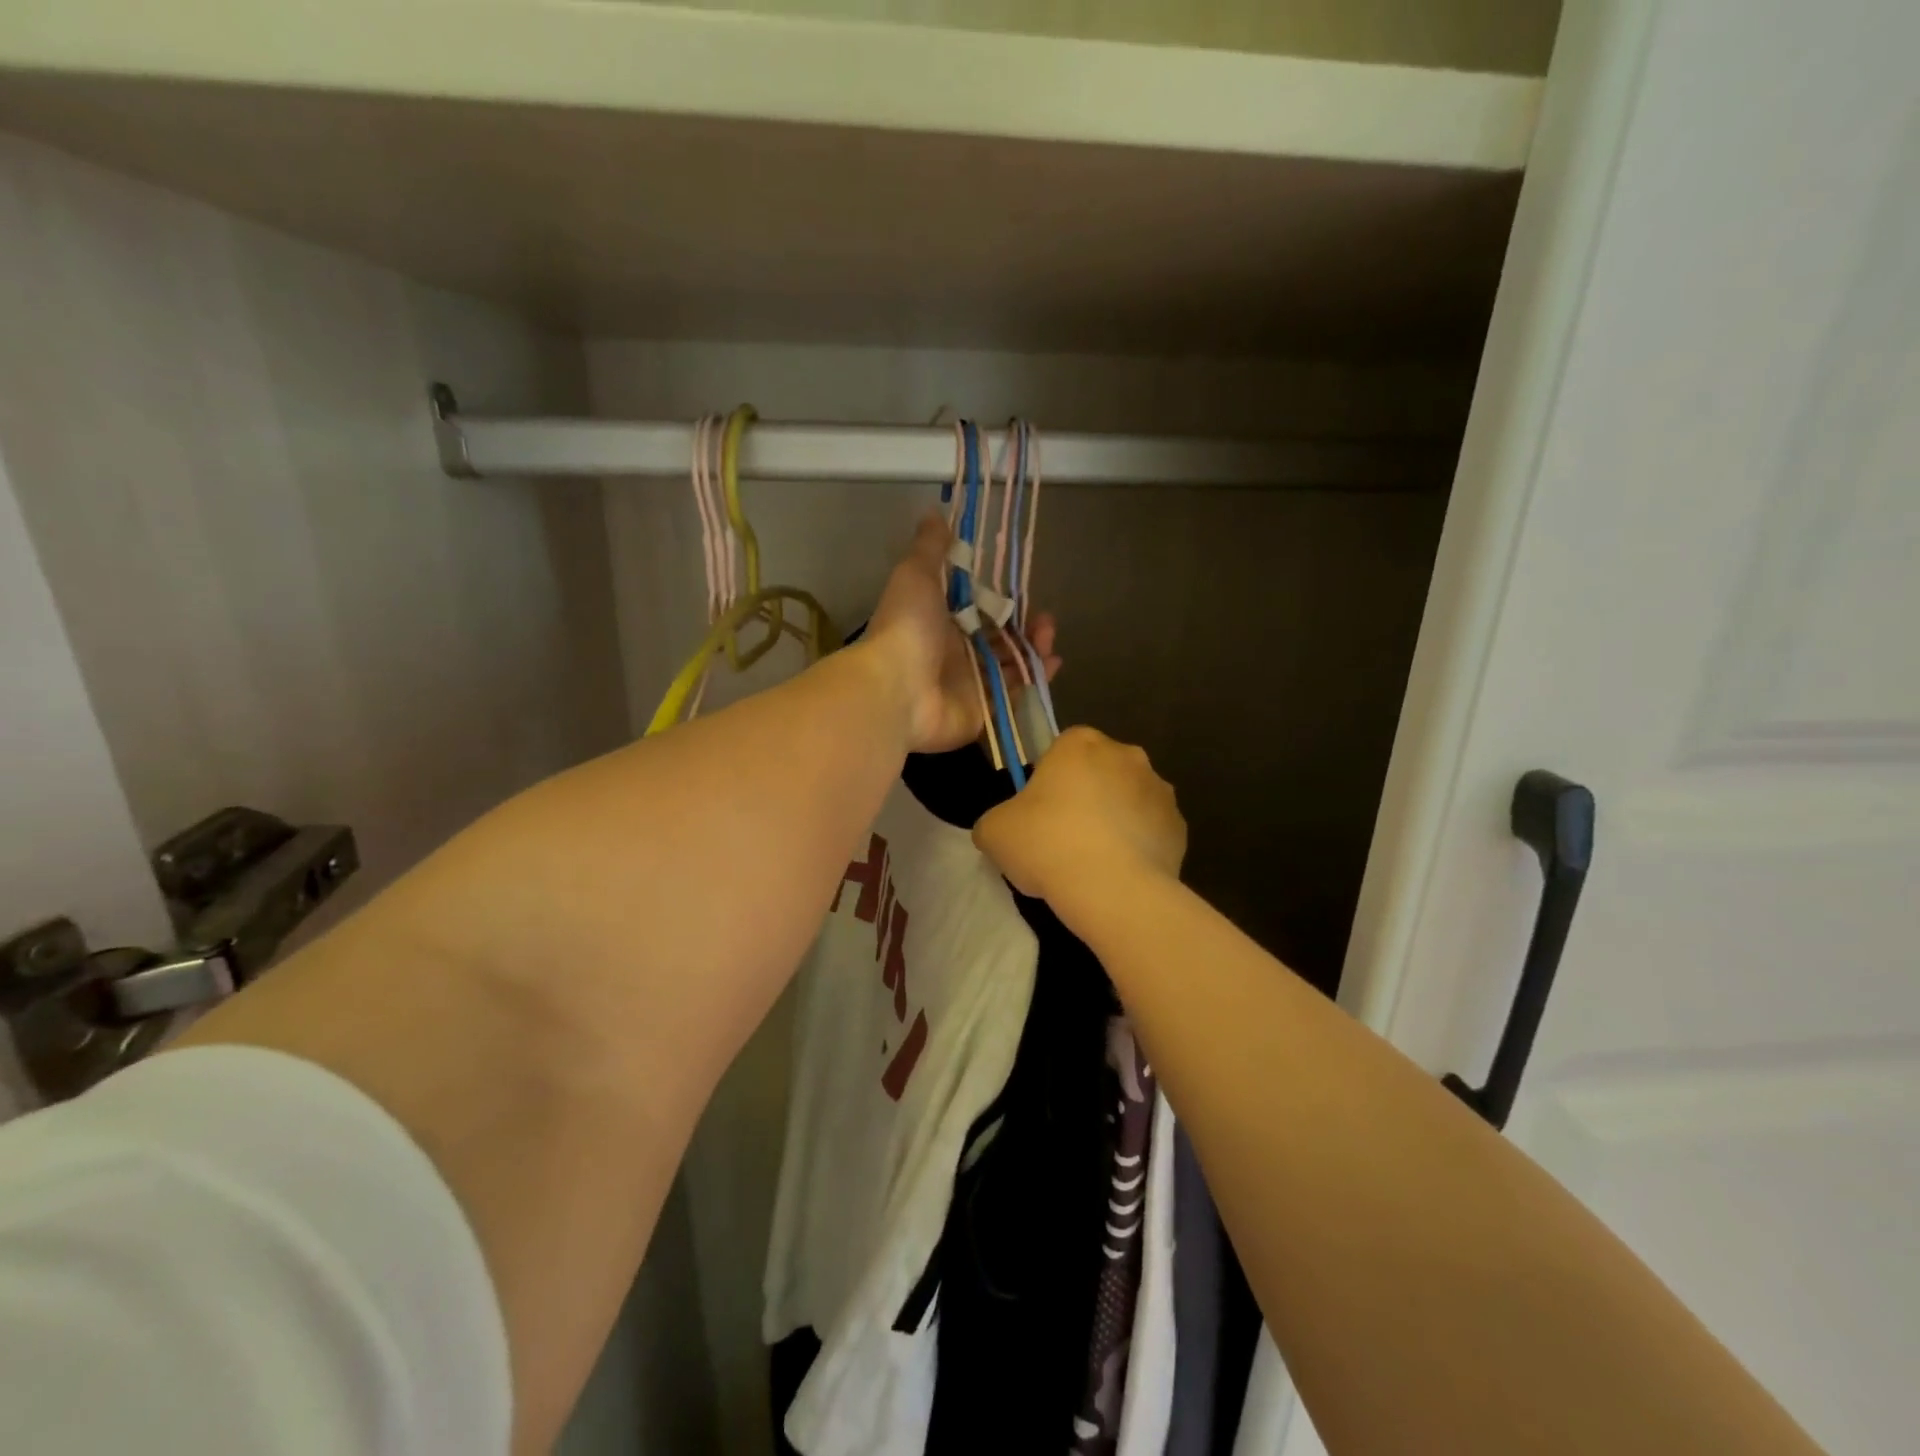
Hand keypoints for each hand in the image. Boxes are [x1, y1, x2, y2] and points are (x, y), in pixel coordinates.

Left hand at [865, 514, 1059, 754]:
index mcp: (939, 624)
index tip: (1024, 596)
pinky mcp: (980, 714)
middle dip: (1025, 631)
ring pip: (1009, 668)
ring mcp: (967, 687)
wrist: (897, 690)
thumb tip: (935, 512)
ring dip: (1033, 653)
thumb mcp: (916, 575)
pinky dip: (1033, 682)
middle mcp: (954, 656)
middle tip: (1046, 622)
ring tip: (1049, 641)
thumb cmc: (907, 628)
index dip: (1003, 605)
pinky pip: (1012, 698)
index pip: (977, 613)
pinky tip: (1051, 664)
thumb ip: (931, 548)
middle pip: (998, 642)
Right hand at [973, 726, 1184, 906]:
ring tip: (1094, 863)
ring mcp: (1160, 790)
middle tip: (1064, 838)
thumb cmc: (1047, 844)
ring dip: (1115, 820)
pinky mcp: (1180, 827)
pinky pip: (1152, 831)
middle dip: (1086, 796)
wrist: (1112, 890)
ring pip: (1129, 800)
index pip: (1061, 750)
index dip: (1048, 781)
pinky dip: (1139, 846)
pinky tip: (1120, 874)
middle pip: (1099, 771)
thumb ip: (996, 820)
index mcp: (1080, 743)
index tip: (1039, 814)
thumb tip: (1005, 828)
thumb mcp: (994, 831)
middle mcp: (1126, 754)